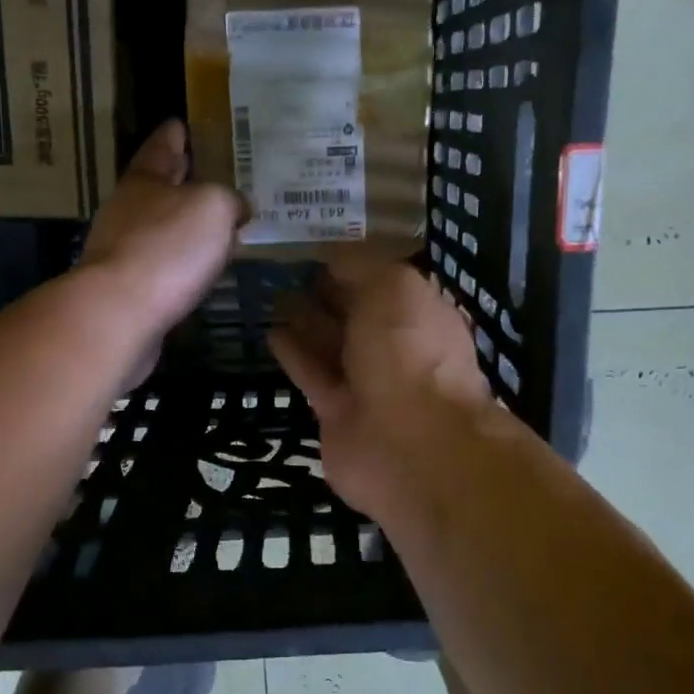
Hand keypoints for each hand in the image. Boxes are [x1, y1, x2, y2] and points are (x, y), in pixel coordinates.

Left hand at [79, 119, 244, 355]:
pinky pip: (165, 264)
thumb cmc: (167, 247)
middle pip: (159, 186)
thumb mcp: (214, 207)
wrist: (120, 314)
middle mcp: (128, 209)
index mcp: (144, 179)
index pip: (162, 145)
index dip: (176, 133)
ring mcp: (124, 249)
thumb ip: (229, 199)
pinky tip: (204, 268)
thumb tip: (236, 208)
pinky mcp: (129, 288)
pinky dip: (184, 261)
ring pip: (163, 227)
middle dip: (185, 179)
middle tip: (218, 174)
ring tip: (221, 225)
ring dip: (187, 225)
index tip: (183, 122)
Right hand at [269, 259, 491, 521]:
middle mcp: (398, 347)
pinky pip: (314, 376)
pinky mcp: (339, 413)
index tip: (316, 248)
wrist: (411, 445)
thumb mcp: (393, 287)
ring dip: (307, 322)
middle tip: (287, 271)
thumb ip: (362, 267)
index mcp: (421, 314)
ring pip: (333, 345)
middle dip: (328, 294)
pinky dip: (295, 355)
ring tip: (274, 296)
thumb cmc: (410, 351)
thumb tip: (334, 257)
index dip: (353, 265)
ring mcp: (369, 383)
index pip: (384, 282)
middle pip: (357, 314)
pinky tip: (272, 332)